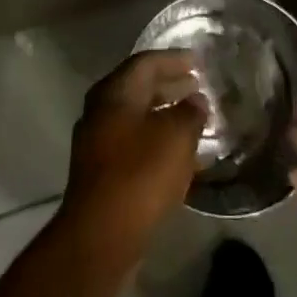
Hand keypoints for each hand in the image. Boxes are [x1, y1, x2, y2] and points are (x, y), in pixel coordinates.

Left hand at [61, 50, 207, 269]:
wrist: (100, 237)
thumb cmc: (140, 175)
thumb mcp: (176, 137)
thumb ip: (190, 113)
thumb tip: (196, 101)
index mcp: (114, 93)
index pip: (146, 62)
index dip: (174, 59)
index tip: (198, 60)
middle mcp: (101, 110)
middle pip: (139, 88)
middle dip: (169, 85)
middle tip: (197, 86)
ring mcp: (98, 142)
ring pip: (136, 117)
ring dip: (164, 114)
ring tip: (194, 118)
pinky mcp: (102, 171)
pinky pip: (134, 143)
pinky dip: (157, 140)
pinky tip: (179, 153)